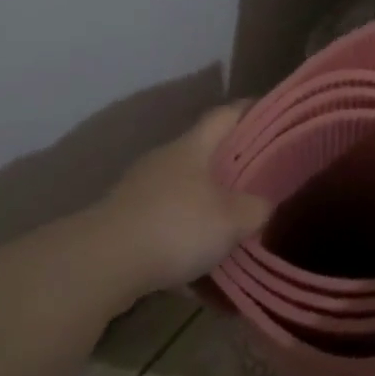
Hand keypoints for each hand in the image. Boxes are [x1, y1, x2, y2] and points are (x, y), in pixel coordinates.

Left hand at [98, 104, 271, 294]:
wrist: (103, 263)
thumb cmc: (177, 227)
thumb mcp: (233, 219)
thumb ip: (256, 208)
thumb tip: (263, 204)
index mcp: (192, 148)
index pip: (225, 115)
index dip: (249, 110)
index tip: (271, 112)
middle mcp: (164, 161)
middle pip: (203, 152)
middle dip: (231, 162)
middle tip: (261, 176)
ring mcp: (140, 190)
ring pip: (184, 189)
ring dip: (206, 202)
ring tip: (232, 223)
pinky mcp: (126, 221)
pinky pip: (166, 222)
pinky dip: (185, 237)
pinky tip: (200, 265)